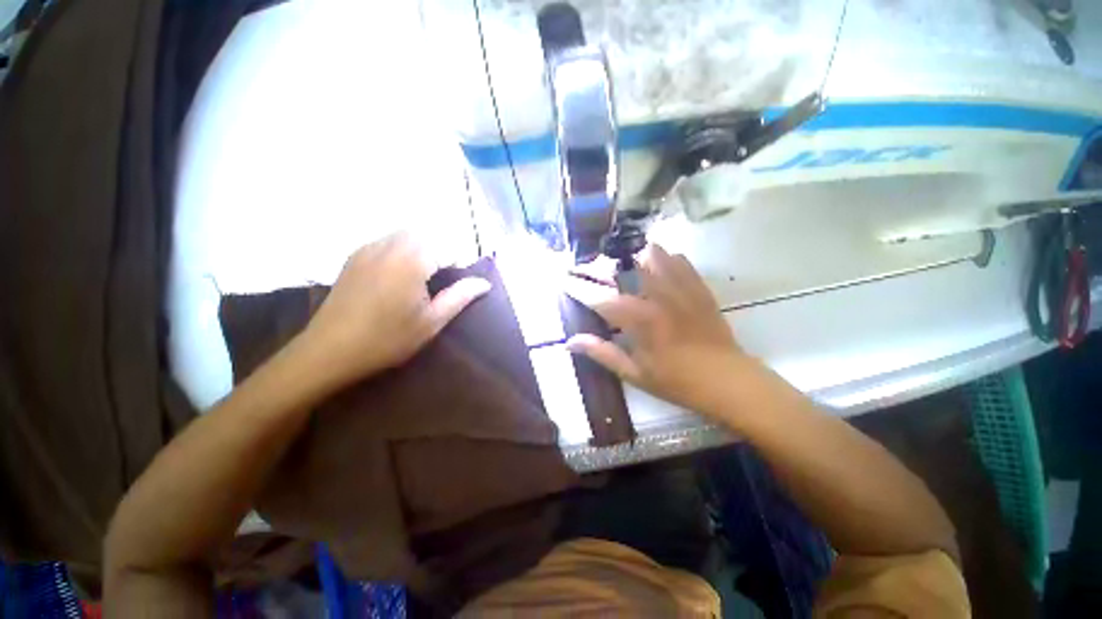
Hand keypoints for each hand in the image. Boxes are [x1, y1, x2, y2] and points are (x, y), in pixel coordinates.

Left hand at [297, 232, 490, 388]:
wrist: (330, 350)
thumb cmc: (388, 338)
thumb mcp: (432, 321)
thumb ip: (460, 297)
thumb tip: (485, 283)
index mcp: (412, 260)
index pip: (447, 248)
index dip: (459, 263)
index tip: (460, 283)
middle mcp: (389, 245)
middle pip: (425, 235)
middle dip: (440, 251)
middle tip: (443, 279)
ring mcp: (368, 249)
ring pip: (404, 235)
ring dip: (420, 249)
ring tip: (423, 277)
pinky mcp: (354, 257)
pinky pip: (385, 242)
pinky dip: (400, 250)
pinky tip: (398, 275)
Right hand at [566, 244, 758, 416]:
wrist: (727, 380)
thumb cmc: (676, 381)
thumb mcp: (633, 373)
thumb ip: (601, 353)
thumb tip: (570, 342)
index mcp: (639, 320)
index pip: (599, 298)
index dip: (578, 287)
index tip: (564, 278)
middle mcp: (657, 296)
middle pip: (623, 267)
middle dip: (601, 266)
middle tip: (591, 272)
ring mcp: (680, 287)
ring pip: (652, 253)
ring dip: (633, 257)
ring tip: (625, 268)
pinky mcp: (698, 286)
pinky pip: (678, 259)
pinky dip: (663, 259)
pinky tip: (657, 270)